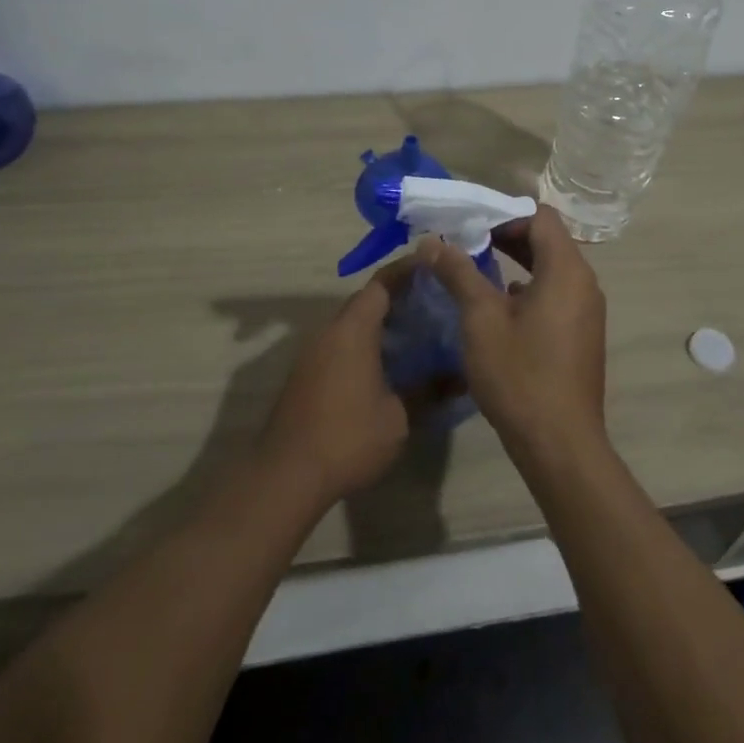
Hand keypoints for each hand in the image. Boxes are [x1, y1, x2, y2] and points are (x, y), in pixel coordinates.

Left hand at [258, 271, 409, 509]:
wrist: (286, 476)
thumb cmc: (348, 437)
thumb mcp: (399, 416)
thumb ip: (428, 390)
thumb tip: (458, 377)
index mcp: (353, 329)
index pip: (382, 284)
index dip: (407, 272)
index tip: (432, 266)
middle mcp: (329, 332)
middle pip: (365, 302)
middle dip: (397, 299)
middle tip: (432, 304)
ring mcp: (312, 354)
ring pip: (350, 325)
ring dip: (379, 325)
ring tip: (415, 334)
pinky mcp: (304, 376)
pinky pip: (339, 346)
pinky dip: (363, 345)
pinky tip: (385, 367)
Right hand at [421, 206, 607, 460]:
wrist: (560, 445)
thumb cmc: (519, 374)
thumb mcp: (481, 319)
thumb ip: (459, 273)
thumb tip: (432, 242)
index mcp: (566, 269)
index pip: (539, 217)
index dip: (504, 214)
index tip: (470, 223)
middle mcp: (584, 283)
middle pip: (547, 240)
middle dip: (506, 236)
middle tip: (467, 241)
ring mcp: (587, 311)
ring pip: (551, 269)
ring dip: (517, 262)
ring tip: (476, 269)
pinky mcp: (582, 334)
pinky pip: (556, 294)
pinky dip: (529, 288)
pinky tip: (499, 305)